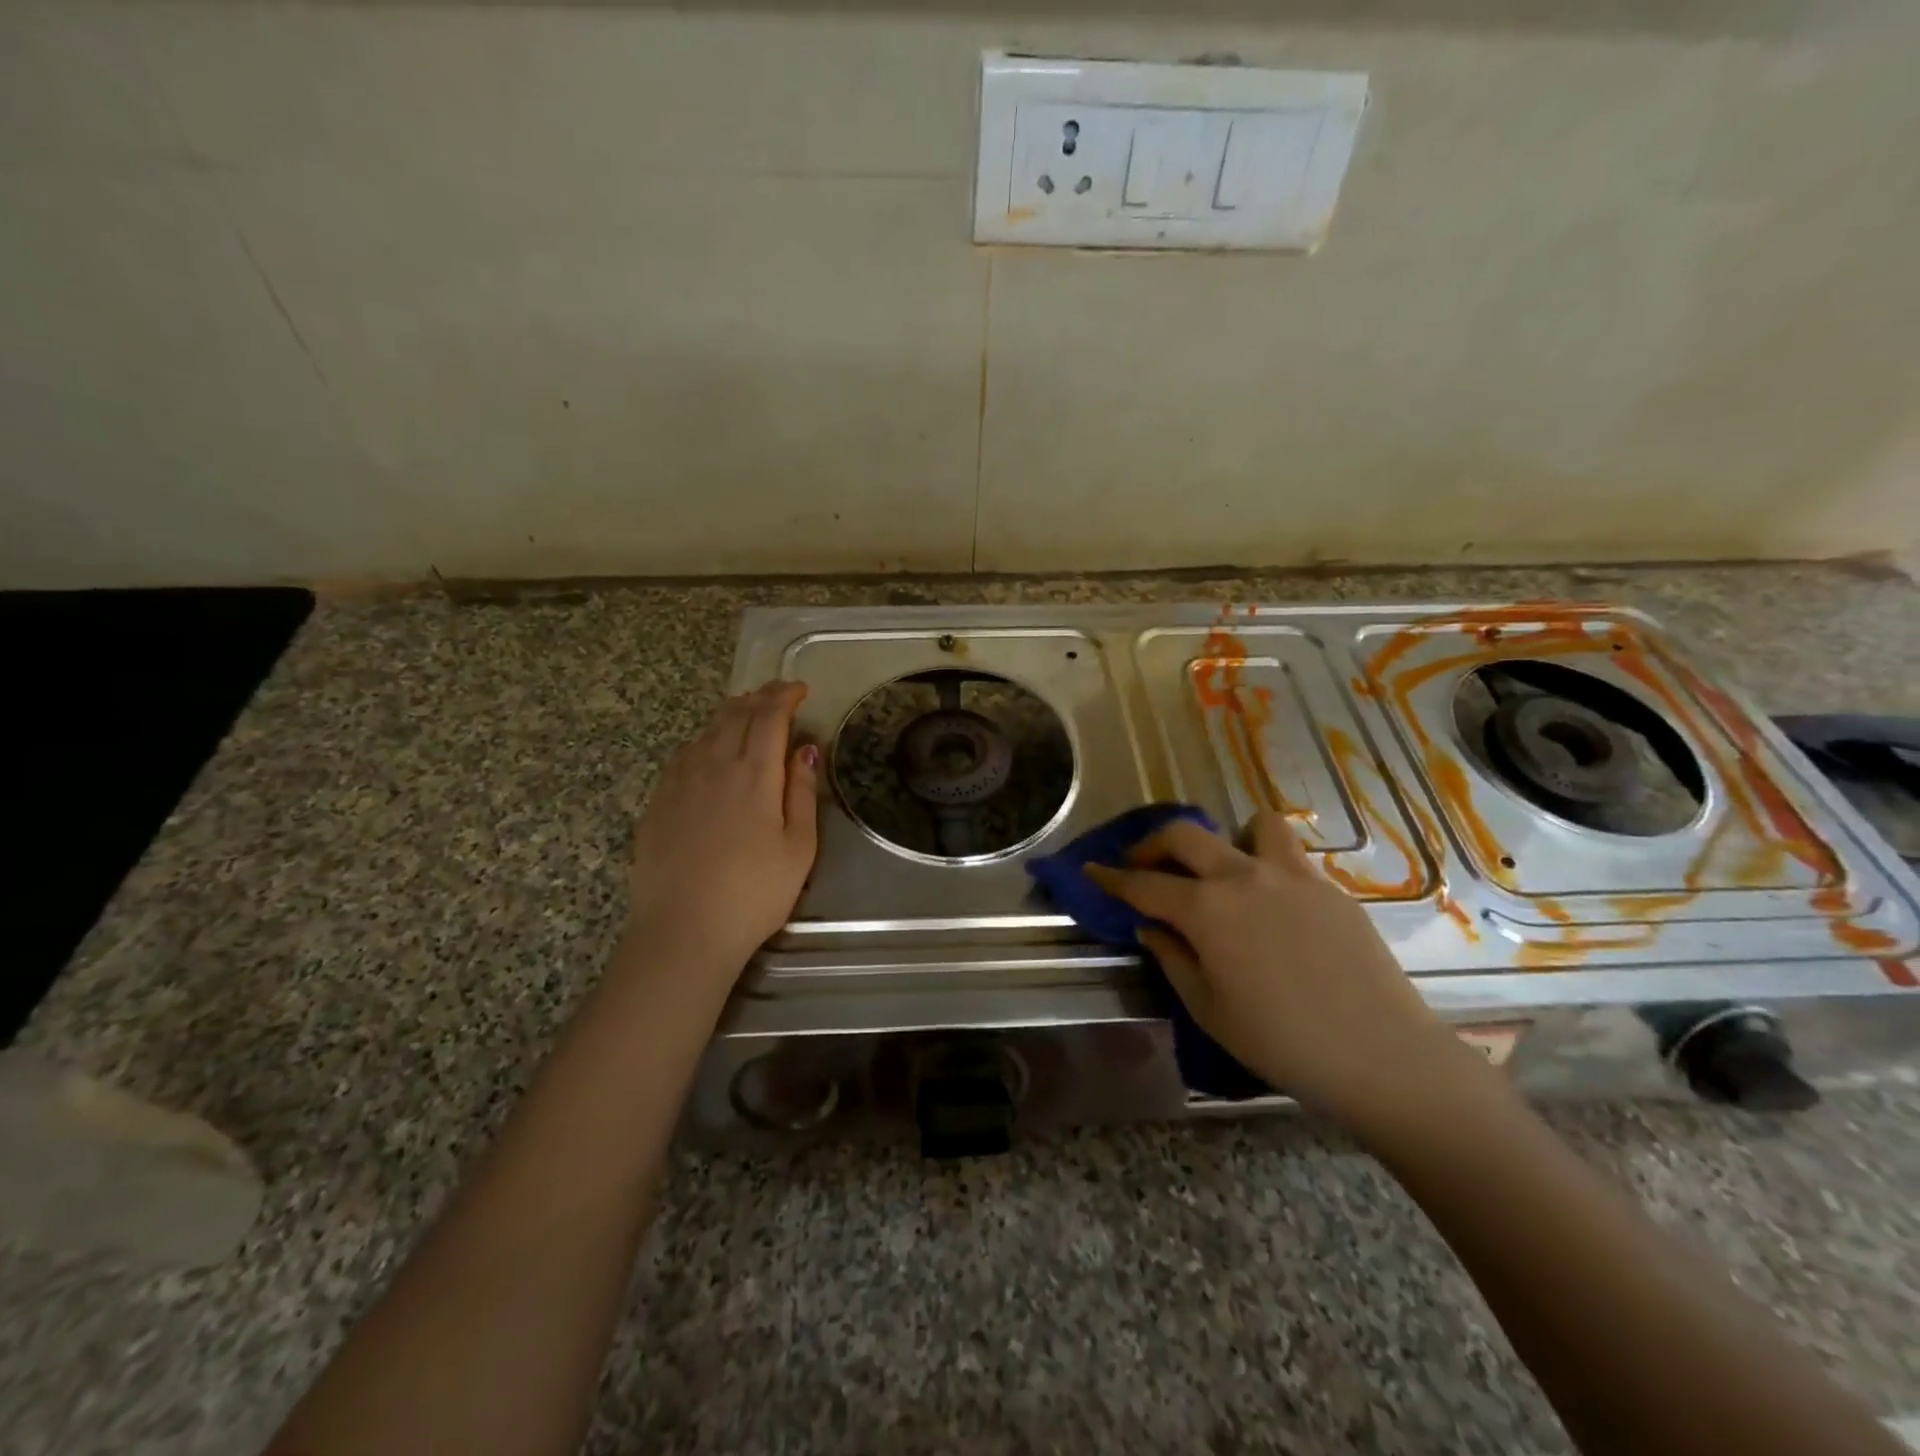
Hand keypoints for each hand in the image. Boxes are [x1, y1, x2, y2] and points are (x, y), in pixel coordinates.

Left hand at [623, 681, 819, 992]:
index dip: (785, 696)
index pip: (769, 716)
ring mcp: (679, 782)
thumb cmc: (754, 893)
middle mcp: (713, 765)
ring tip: (747, 713)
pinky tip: (709, 750)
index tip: (800, 689)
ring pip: (706, 730)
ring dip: (731, 714)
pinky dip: (704, 739)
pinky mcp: (658, 802)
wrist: (682, 931)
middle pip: (735, 714)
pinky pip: (683, 754)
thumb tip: (805, 749)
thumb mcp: (799, 847)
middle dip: (759, 697)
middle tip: (777, 694)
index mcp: (753, 773)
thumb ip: (801, 792)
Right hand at [1087, 814, 1471, 1123]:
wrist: (1381, 1055)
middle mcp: (1242, 877)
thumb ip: (1172, 957)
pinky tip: (1271, 904)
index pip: (1144, 884)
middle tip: (1144, 864)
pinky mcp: (1328, 887)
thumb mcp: (1208, 1008)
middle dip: (1153, 843)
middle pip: (1185, 834)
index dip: (1112, 877)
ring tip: (1225, 870)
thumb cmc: (1281, 1042)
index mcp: (1206, 909)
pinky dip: (1267, 863)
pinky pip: (1289, 856)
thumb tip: (1152, 927)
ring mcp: (1291, 875)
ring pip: (1251, 825)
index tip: (1092, 869)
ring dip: (1227, 838)